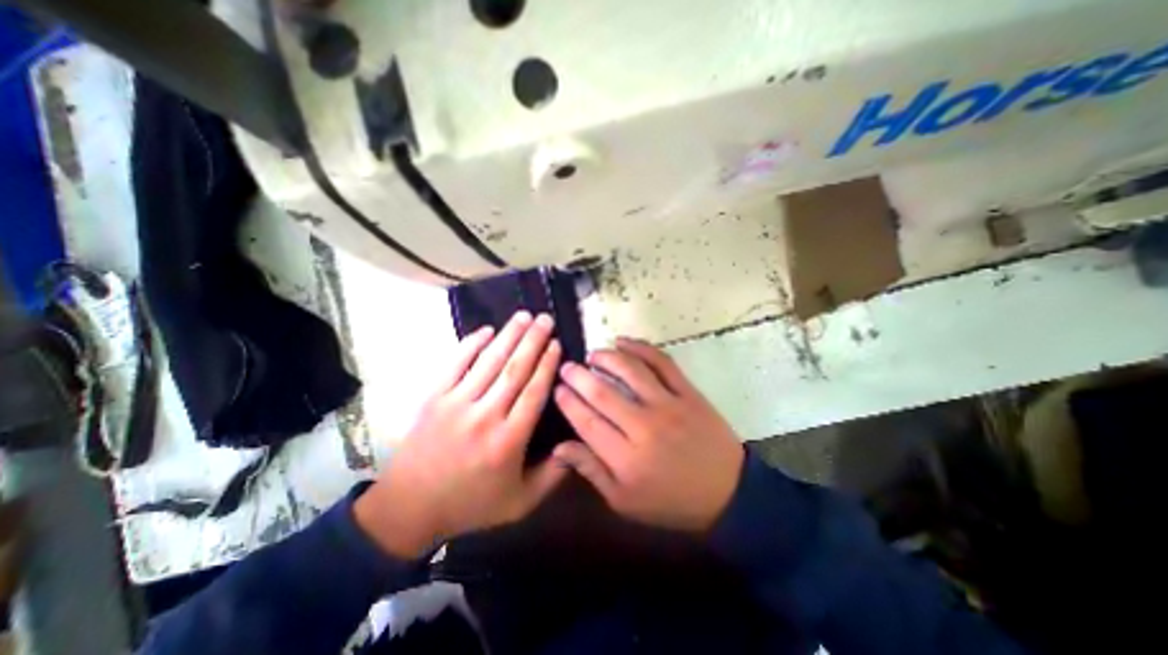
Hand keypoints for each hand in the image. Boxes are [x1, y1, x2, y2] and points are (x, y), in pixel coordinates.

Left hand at [361, 313, 570, 556]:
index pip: (533, 392)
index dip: (547, 364)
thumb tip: (576, 443)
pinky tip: (487, 330)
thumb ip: (553, 475)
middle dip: (533, 341)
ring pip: (489, 361)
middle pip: (514, 370)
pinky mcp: (434, 398)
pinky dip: (472, 344)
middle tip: (545, 318)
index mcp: (508, 440)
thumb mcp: (520, 502)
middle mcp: (485, 416)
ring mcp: (456, 404)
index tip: (556, 343)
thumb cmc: (471, 503)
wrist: (409, 508)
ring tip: (523, 316)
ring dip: (508, 336)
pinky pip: (455, 364)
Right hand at [553, 339, 741, 532]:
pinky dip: (641, 347)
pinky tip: (624, 342)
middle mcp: (644, 426)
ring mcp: (668, 405)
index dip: (568, 402)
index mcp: (626, 458)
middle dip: (578, 376)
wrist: (728, 493)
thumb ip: (591, 471)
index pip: (586, 421)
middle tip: (567, 367)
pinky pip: (662, 362)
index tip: (557, 388)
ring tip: (592, 355)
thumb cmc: (671, 501)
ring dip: (606, 357)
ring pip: (630, 371)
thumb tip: (559, 448)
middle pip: (602, 393)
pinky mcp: (688, 392)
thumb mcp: (625, 501)